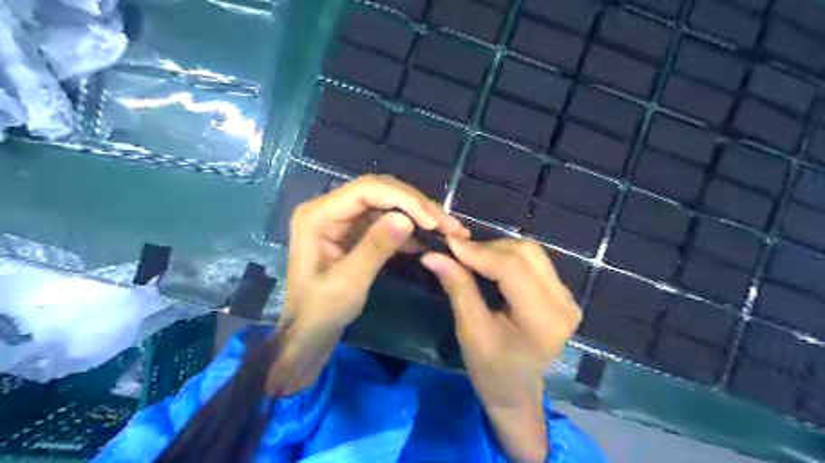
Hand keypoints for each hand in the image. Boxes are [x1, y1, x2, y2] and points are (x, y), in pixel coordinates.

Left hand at [284, 176, 466, 334]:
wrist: (308, 332)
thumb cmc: (319, 312)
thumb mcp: (348, 283)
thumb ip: (375, 248)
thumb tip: (407, 219)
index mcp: (318, 215)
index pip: (367, 190)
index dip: (404, 199)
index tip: (433, 221)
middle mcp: (330, 208)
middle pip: (380, 192)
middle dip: (417, 206)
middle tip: (450, 224)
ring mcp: (343, 219)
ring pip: (387, 204)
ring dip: (418, 216)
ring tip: (449, 230)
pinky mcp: (355, 232)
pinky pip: (386, 222)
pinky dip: (409, 230)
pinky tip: (430, 241)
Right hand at [421, 239, 582, 461]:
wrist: (517, 392)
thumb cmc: (491, 371)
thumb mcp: (470, 331)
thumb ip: (458, 288)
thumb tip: (433, 255)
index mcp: (544, 319)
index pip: (512, 268)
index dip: (478, 251)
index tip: (448, 243)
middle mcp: (564, 302)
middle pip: (525, 253)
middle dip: (487, 248)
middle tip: (458, 253)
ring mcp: (567, 296)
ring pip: (530, 252)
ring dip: (497, 249)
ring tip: (471, 259)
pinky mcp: (561, 293)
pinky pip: (534, 261)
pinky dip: (507, 256)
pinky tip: (489, 265)